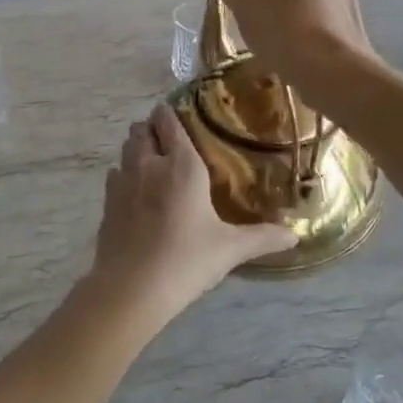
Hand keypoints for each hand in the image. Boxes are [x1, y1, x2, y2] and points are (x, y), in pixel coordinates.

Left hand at [80, 103, 294, 329]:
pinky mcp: (107, 203)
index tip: (180, 114)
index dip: (170, 113)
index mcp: (181, 165)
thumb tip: (295, 235)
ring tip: (154, 160)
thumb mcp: (230, 249)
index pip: (168, 122)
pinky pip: (115, 174)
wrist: (131, 289)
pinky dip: (124, 174)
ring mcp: (123, 182)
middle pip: (142, 130)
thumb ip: (263, 237)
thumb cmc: (186, 260)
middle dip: (153, 128)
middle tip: (170, 140)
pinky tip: (136, 191)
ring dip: (138, 147)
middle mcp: (149, 165)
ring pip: (126, 149)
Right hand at [220, 0, 376, 95]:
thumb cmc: (280, 21)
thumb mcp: (241, 0)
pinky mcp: (357, 14)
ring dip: (292, 15)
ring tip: (280, 43)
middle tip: (261, 23)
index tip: (249, 5)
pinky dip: (309, 30)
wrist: (328, 64)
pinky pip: (322, 17)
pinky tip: (299, 52)